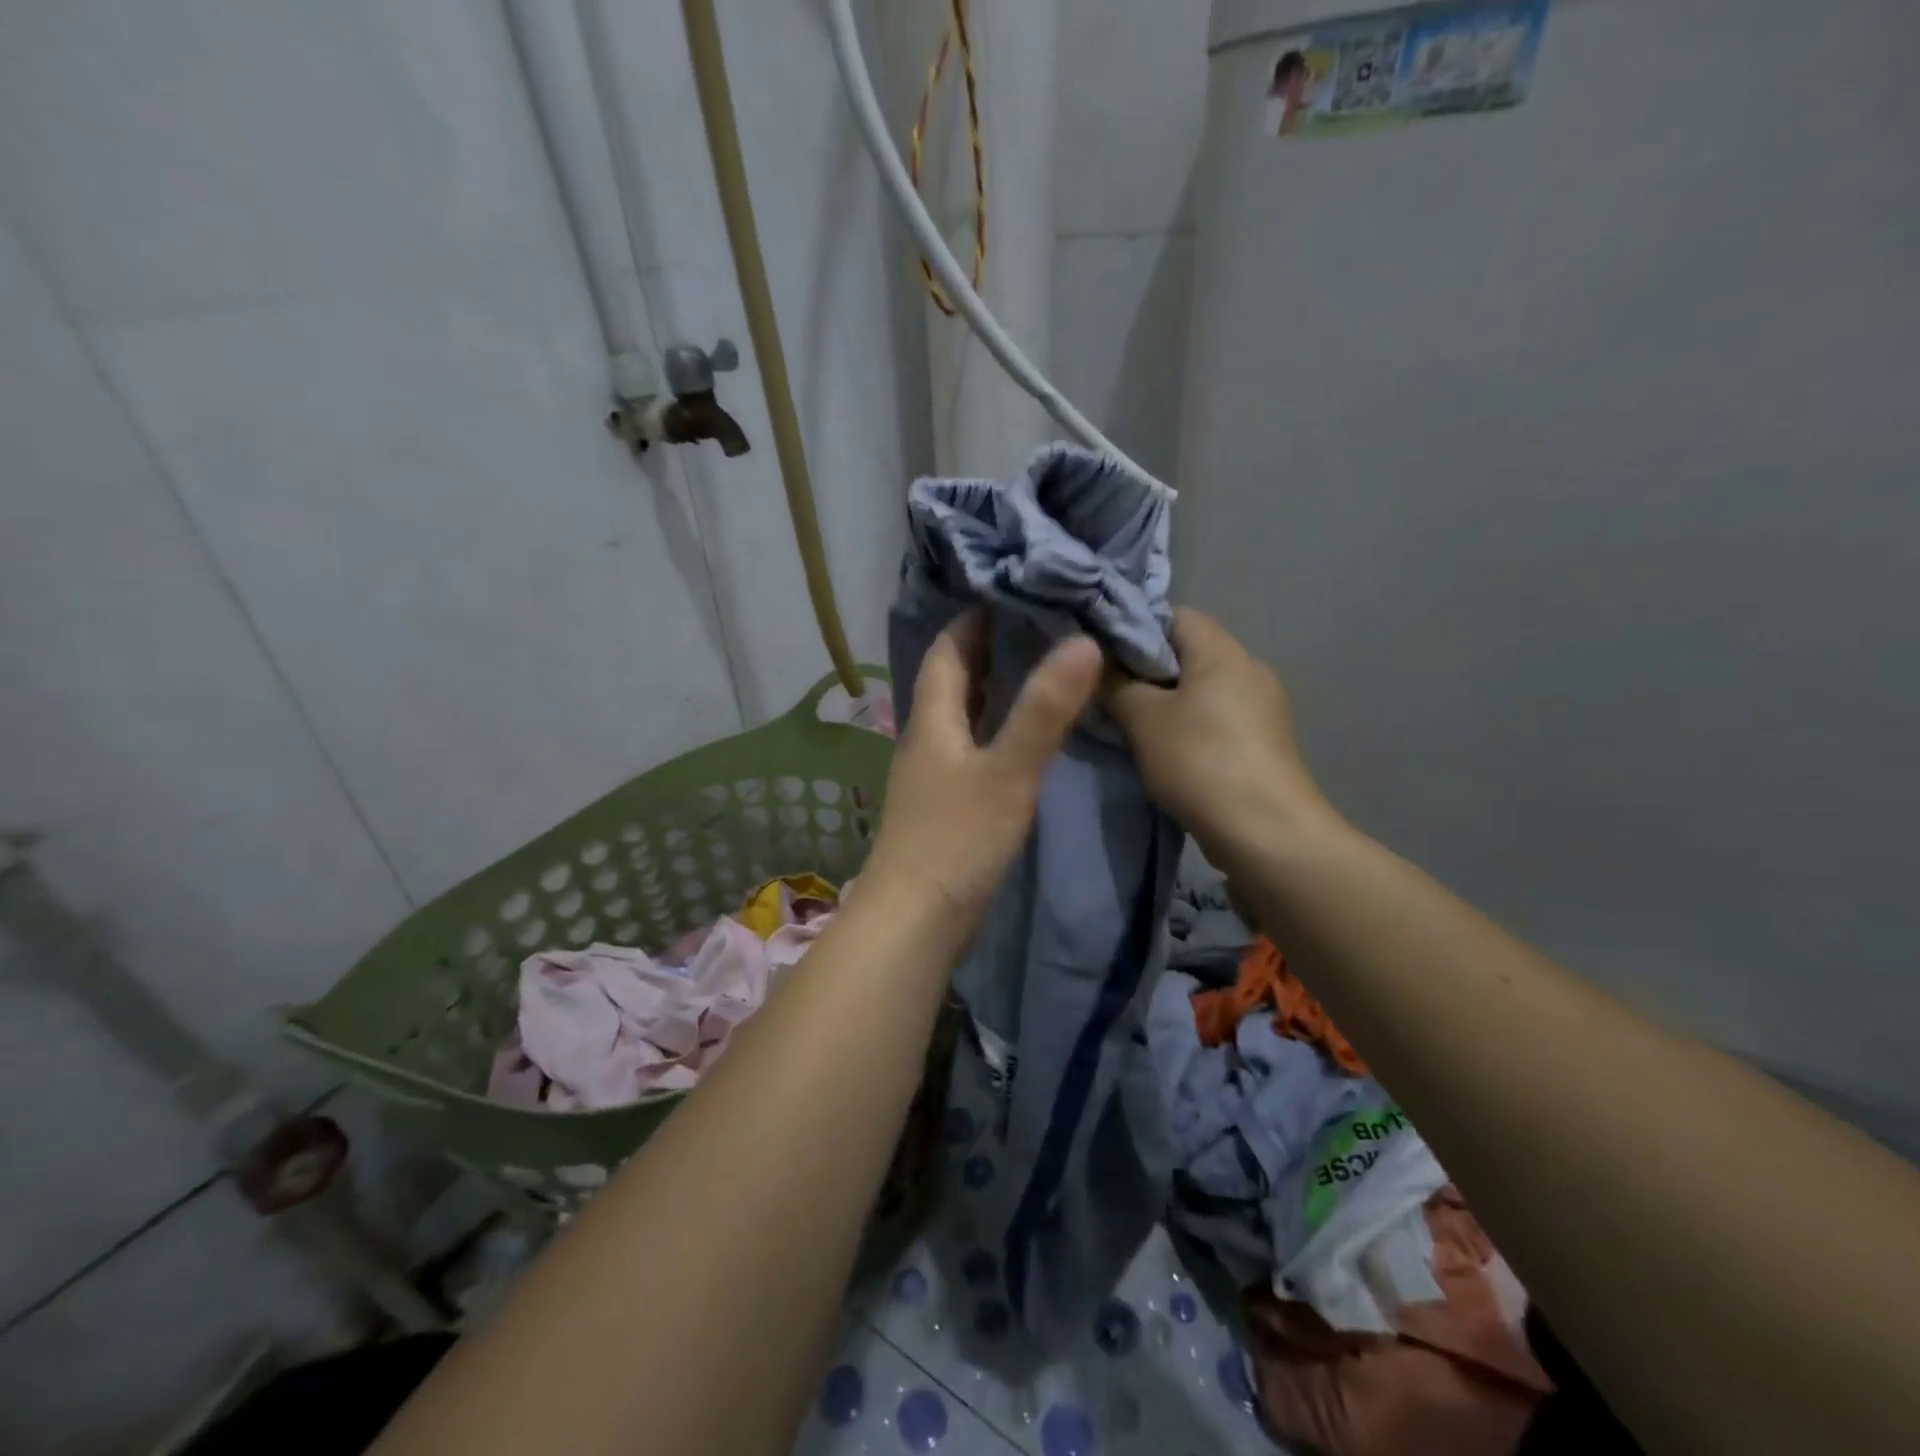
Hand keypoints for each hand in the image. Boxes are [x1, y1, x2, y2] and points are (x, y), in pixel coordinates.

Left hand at [868, 610, 1101, 935]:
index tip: (1015, 593)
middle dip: (990, 650)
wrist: (915, 922)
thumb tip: (1082, 641)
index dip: (974, 619)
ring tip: (1043, 671)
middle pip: (953, 680)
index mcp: (931, 720)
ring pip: (963, 716)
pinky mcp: (946, 806)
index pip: (947, 650)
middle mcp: (927, 739)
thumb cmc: (957, 840)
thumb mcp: (1008, 772)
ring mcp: (934, 775)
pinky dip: (998, 730)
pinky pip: (973, 749)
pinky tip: (1026, 738)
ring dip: (995, 691)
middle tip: (1042, 627)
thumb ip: (1044, 711)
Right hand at [1101, 608, 1337, 868]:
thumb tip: (1095, 664)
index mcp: (1222, 651)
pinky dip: (1186, 726)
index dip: (1134, 627)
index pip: (1174, 615)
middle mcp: (1248, 669)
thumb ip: (1115, 684)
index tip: (1099, 654)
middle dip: (1144, 669)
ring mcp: (1261, 707)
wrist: (1265, 832)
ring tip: (1127, 724)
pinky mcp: (1262, 742)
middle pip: (1187, 652)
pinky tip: (1162, 751)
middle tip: (1105, 692)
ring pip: (1199, 689)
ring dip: (1164, 702)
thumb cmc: (1200, 760)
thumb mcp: (1143, 718)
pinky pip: (1214, 719)